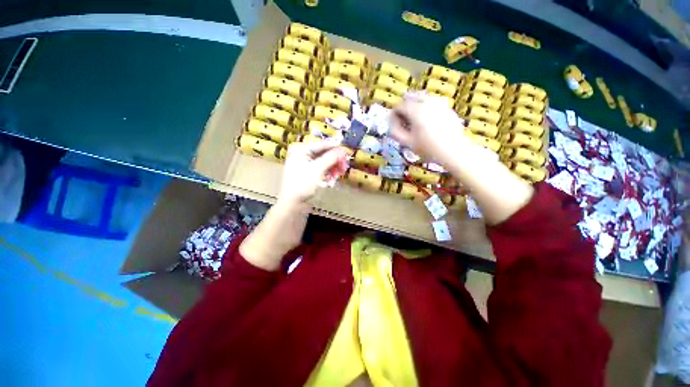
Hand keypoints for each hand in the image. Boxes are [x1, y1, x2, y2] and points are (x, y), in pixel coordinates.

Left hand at [278, 140, 348, 206]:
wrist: (293, 204)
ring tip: (338, 176)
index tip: (346, 150)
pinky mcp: (309, 176)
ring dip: (333, 169)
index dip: (334, 147)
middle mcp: (303, 156)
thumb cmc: (302, 184)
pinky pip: (321, 172)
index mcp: (301, 151)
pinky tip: (331, 182)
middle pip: (324, 155)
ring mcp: (306, 167)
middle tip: (344, 166)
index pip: (321, 145)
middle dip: (335, 161)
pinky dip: (328, 175)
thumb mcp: (317, 169)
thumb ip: (330, 158)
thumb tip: (342, 150)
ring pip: (324, 164)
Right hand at [389, 92, 468, 162]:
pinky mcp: (447, 108)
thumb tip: (390, 121)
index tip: (394, 123)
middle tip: (404, 120)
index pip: (399, 105)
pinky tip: (428, 122)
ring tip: (415, 121)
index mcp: (416, 111)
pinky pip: (432, 103)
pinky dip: (426, 108)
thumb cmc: (428, 148)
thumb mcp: (407, 142)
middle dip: (404, 107)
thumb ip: (395, 131)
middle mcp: (427, 102)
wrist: (453, 151)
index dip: (394, 114)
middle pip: (411, 97)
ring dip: (415, 106)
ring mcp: (439, 103)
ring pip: (422, 98)